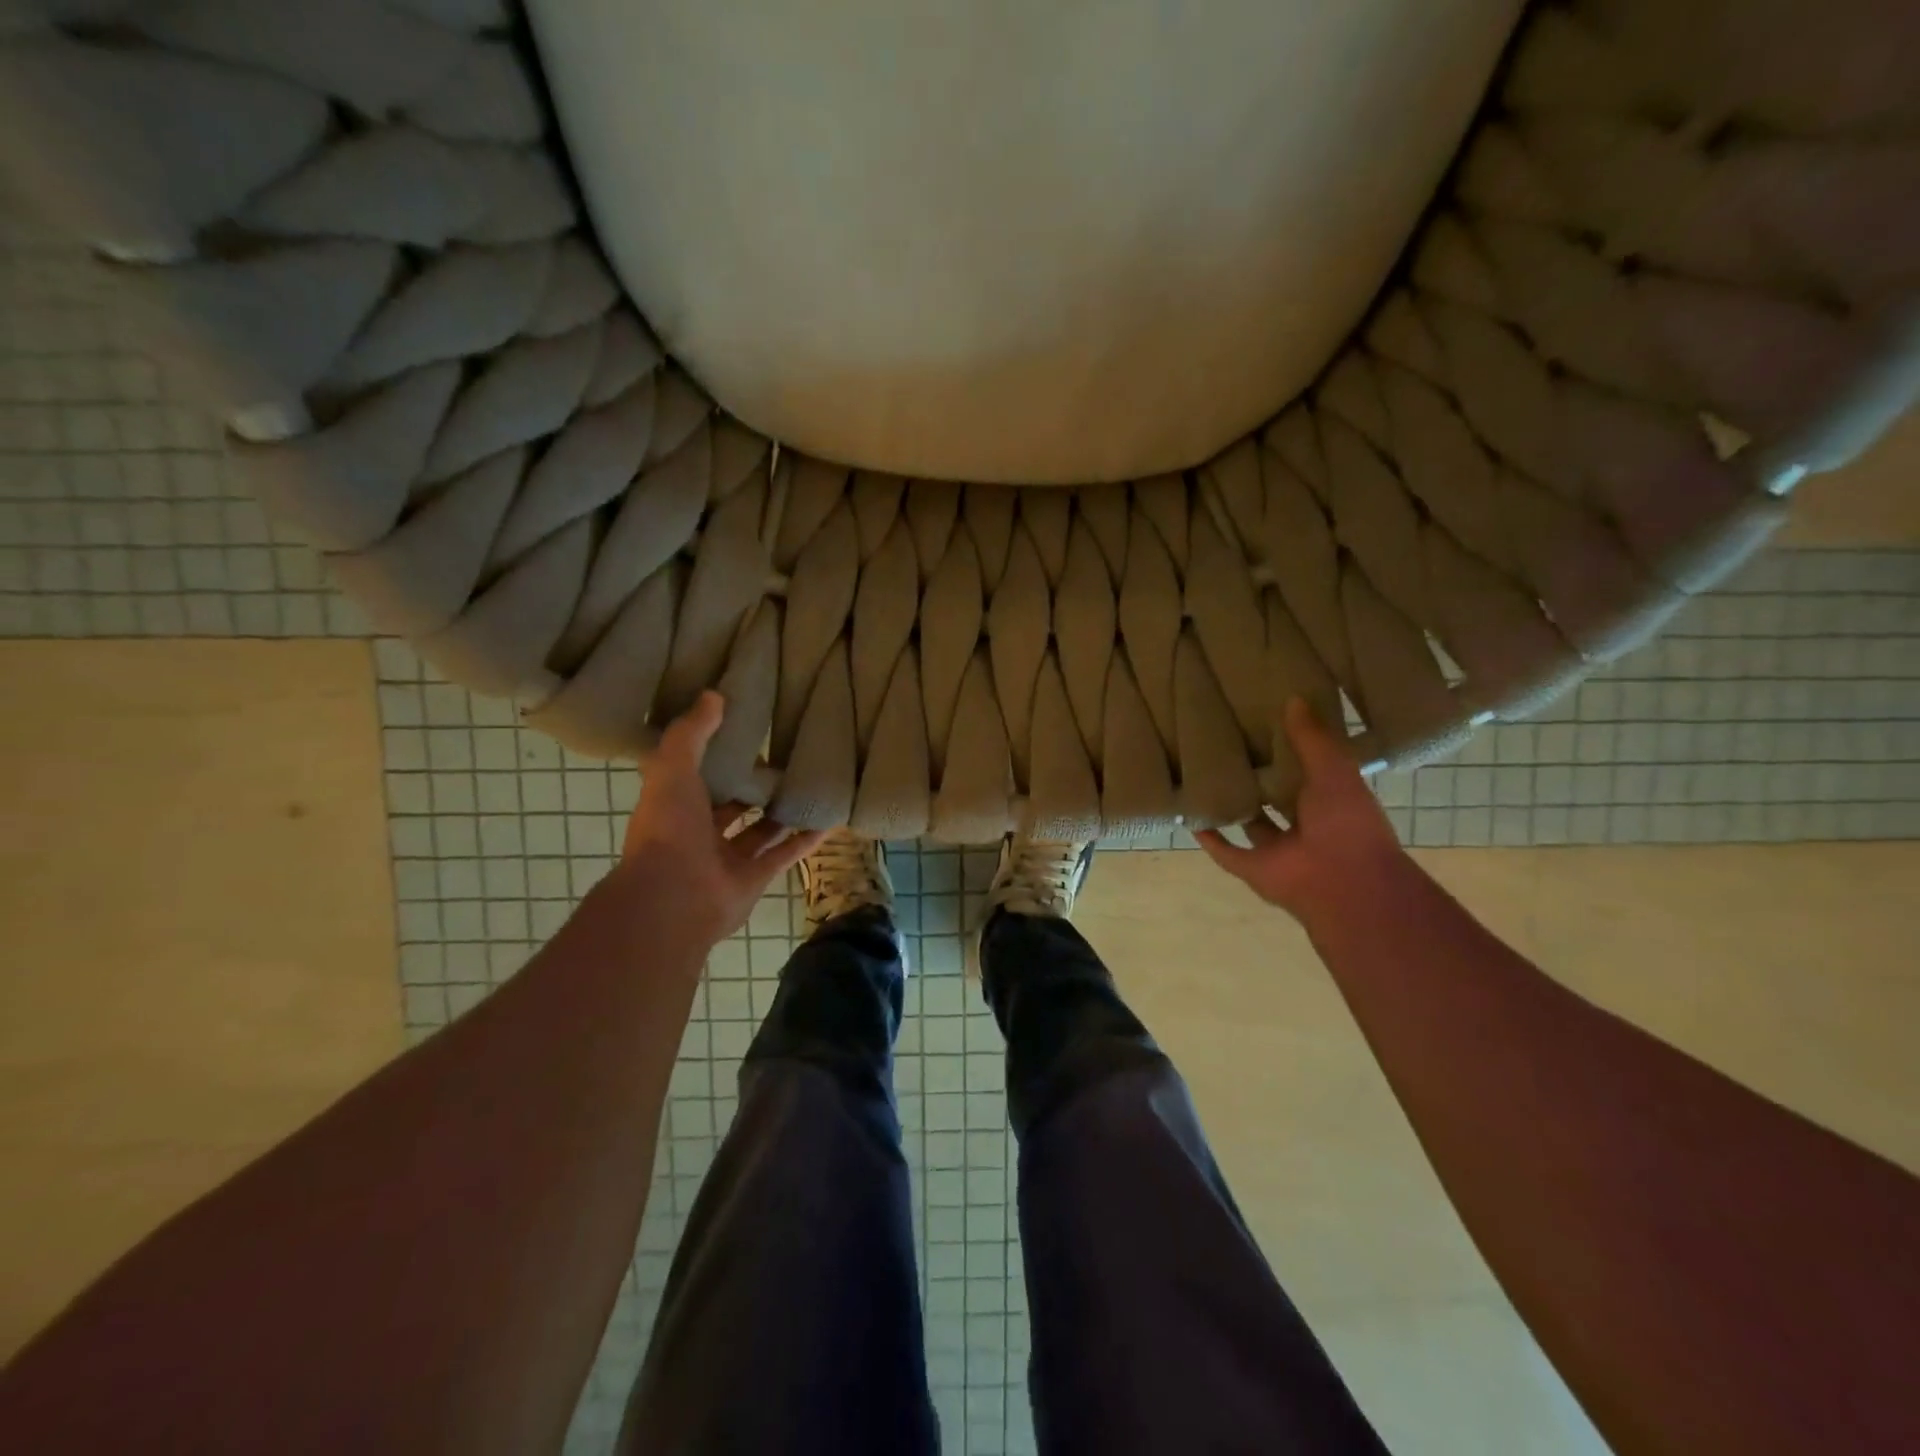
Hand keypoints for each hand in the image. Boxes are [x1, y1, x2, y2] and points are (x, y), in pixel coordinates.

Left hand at [615, 692, 824, 946]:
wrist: (675, 898)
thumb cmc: (669, 828)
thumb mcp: (672, 768)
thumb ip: (692, 733)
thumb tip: (714, 694)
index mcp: (675, 806)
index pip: (696, 776)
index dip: (716, 756)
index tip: (743, 732)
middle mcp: (699, 832)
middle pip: (731, 805)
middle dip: (752, 786)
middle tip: (784, 757)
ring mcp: (728, 858)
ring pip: (761, 830)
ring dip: (782, 812)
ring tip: (810, 784)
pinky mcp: (755, 878)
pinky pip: (785, 853)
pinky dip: (807, 839)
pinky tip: (830, 819)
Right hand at [1194, 697, 1407, 925]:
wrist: (1345, 883)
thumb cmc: (1347, 823)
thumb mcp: (1333, 770)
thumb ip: (1311, 738)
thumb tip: (1293, 699)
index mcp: (1330, 804)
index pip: (1306, 775)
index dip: (1288, 755)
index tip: (1266, 729)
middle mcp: (1304, 828)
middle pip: (1275, 801)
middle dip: (1258, 781)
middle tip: (1230, 750)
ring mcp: (1277, 851)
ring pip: (1250, 826)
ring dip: (1233, 809)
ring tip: (1206, 780)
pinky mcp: (1252, 868)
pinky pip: (1226, 852)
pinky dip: (1209, 838)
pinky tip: (1191, 817)